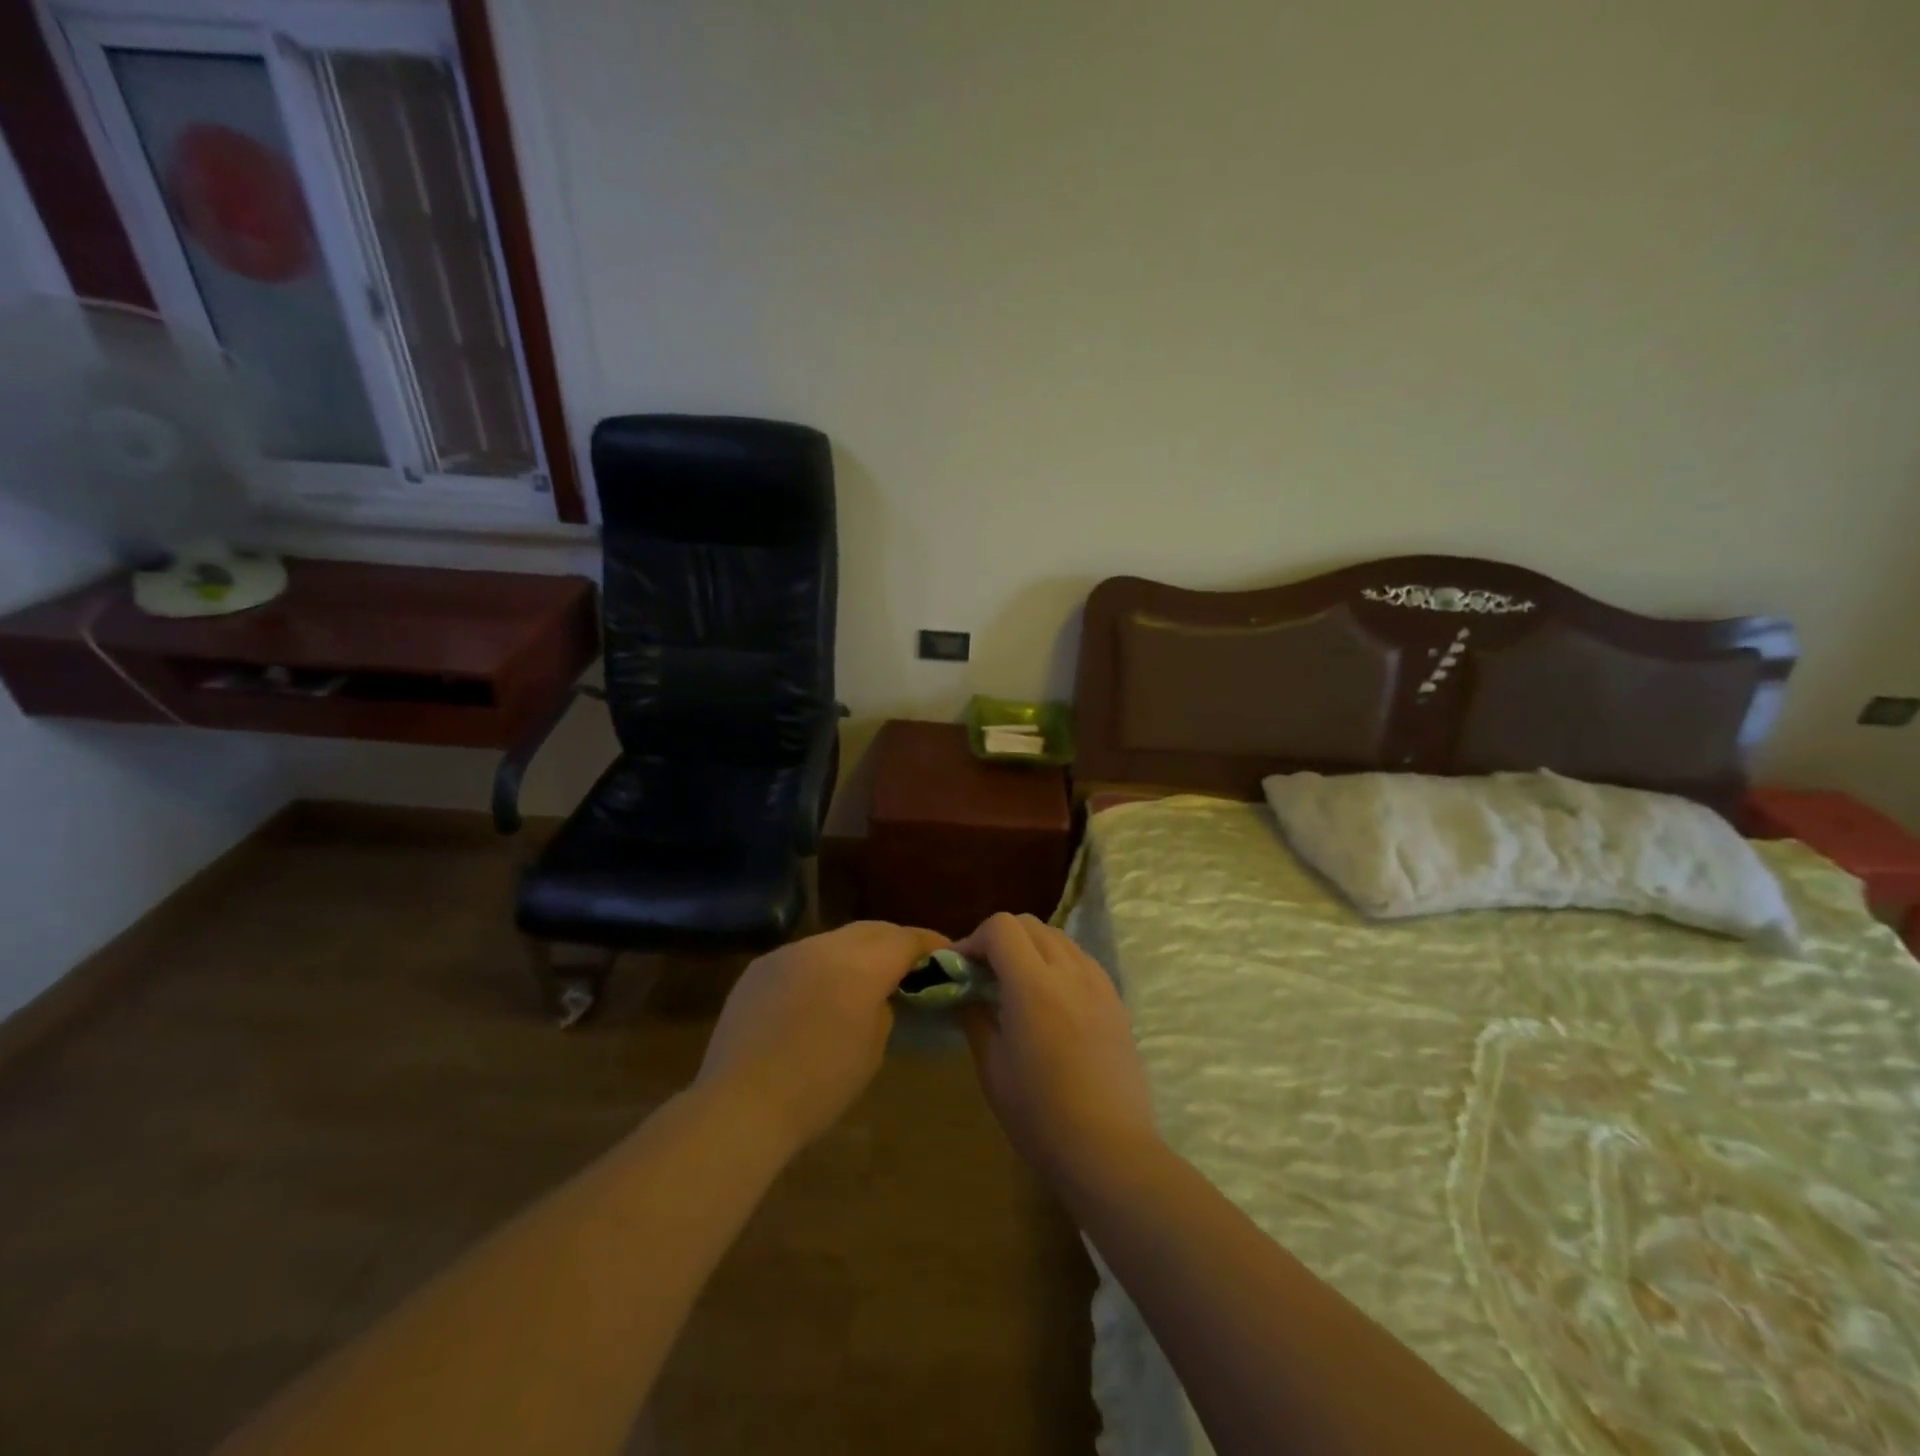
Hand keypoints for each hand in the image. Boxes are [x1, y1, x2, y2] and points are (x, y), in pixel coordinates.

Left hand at [696, 921, 947, 1150]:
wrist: (740, 1105)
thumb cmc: (819, 1086)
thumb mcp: (872, 1048)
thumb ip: (884, 1007)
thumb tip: (879, 994)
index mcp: (861, 966)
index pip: (906, 939)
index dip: (930, 944)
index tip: (946, 955)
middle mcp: (824, 946)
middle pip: (872, 930)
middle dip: (895, 943)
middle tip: (911, 965)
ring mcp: (788, 952)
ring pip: (835, 940)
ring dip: (856, 953)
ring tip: (864, 979)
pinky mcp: (760, 967)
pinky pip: (802, 956)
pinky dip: (821, 967)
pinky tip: (819, 994)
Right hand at [955, 913, 1159, 1187]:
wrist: (1109, 1150)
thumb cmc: (1040, 1115)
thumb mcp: (993, 1068)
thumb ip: (975, 1018)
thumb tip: (963, 993)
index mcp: (1033, 985)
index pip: (1001, 927)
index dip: (974, 938)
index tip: (961, 967)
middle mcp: (1069, 972)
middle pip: (1030, 924)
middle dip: (1001, 938)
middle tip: (984, 973)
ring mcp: (1098, 984)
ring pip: (1059, 937)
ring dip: (1031, 947)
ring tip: (1018, 983)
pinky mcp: (1116, 1001)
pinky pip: (1082, 960)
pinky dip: (1059, 962)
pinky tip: (1051, 998)